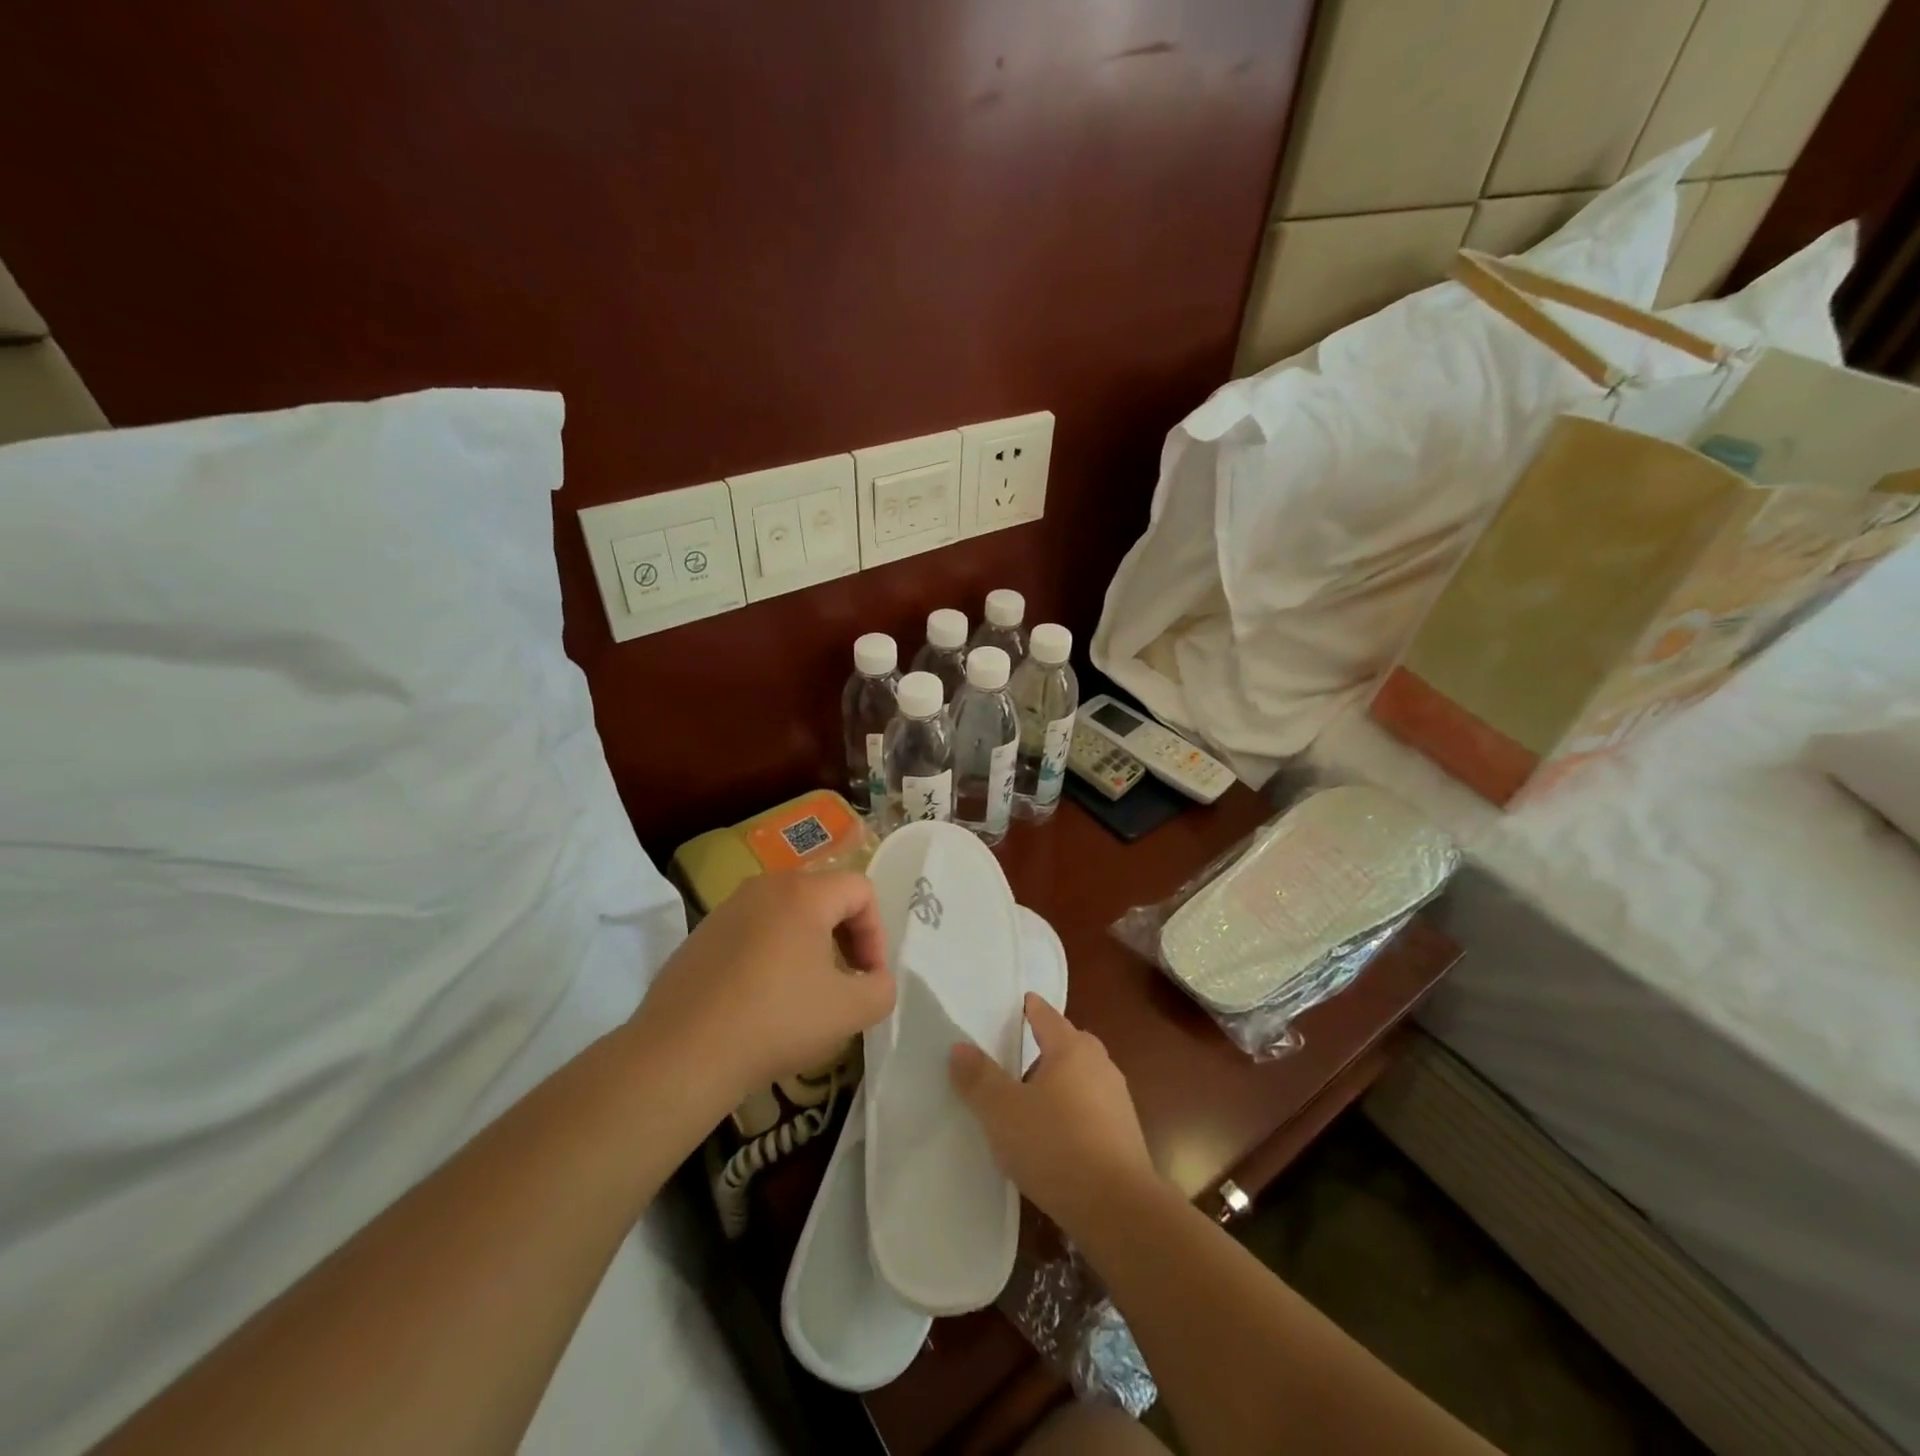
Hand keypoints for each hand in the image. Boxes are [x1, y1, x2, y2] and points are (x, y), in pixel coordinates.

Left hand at [628, 871, 893, 1115]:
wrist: (681, 1056)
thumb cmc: (776, 1022)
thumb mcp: (850, 1011)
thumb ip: (881, 989)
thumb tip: (874, 980)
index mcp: (803, 893)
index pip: (860, 890)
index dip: (876, 932)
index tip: (867, 977)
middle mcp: (763, 887)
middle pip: (823, 896)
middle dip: (845, 936)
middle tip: (845, 981)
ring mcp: (726, 910)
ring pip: (786, 914)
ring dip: (808, 946)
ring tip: (805, 992)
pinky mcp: (700, 936)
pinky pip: (752, 932)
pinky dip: (771, 955)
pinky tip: (762, 1001)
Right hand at [949, 994, 1159, 1235]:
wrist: (1119, 1208)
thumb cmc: (1055, 1146)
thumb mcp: (1003, 1112)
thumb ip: (979, 1078)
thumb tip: (959, 1047)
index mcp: (1071, 1048)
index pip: (1046, 1015)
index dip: (1029, 1008)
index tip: (1018, 1004)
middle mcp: (1099, 1064)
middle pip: (1068, 1043)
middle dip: (1045, 1045)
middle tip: (1016, 1055)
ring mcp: (1117, 1099)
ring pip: (1082, 1077)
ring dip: (1059, 1082)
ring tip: (1031, 1100)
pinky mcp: (1125, 1133)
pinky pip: (1092, 1108)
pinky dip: (1073, 1111)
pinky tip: (1055, 1136)